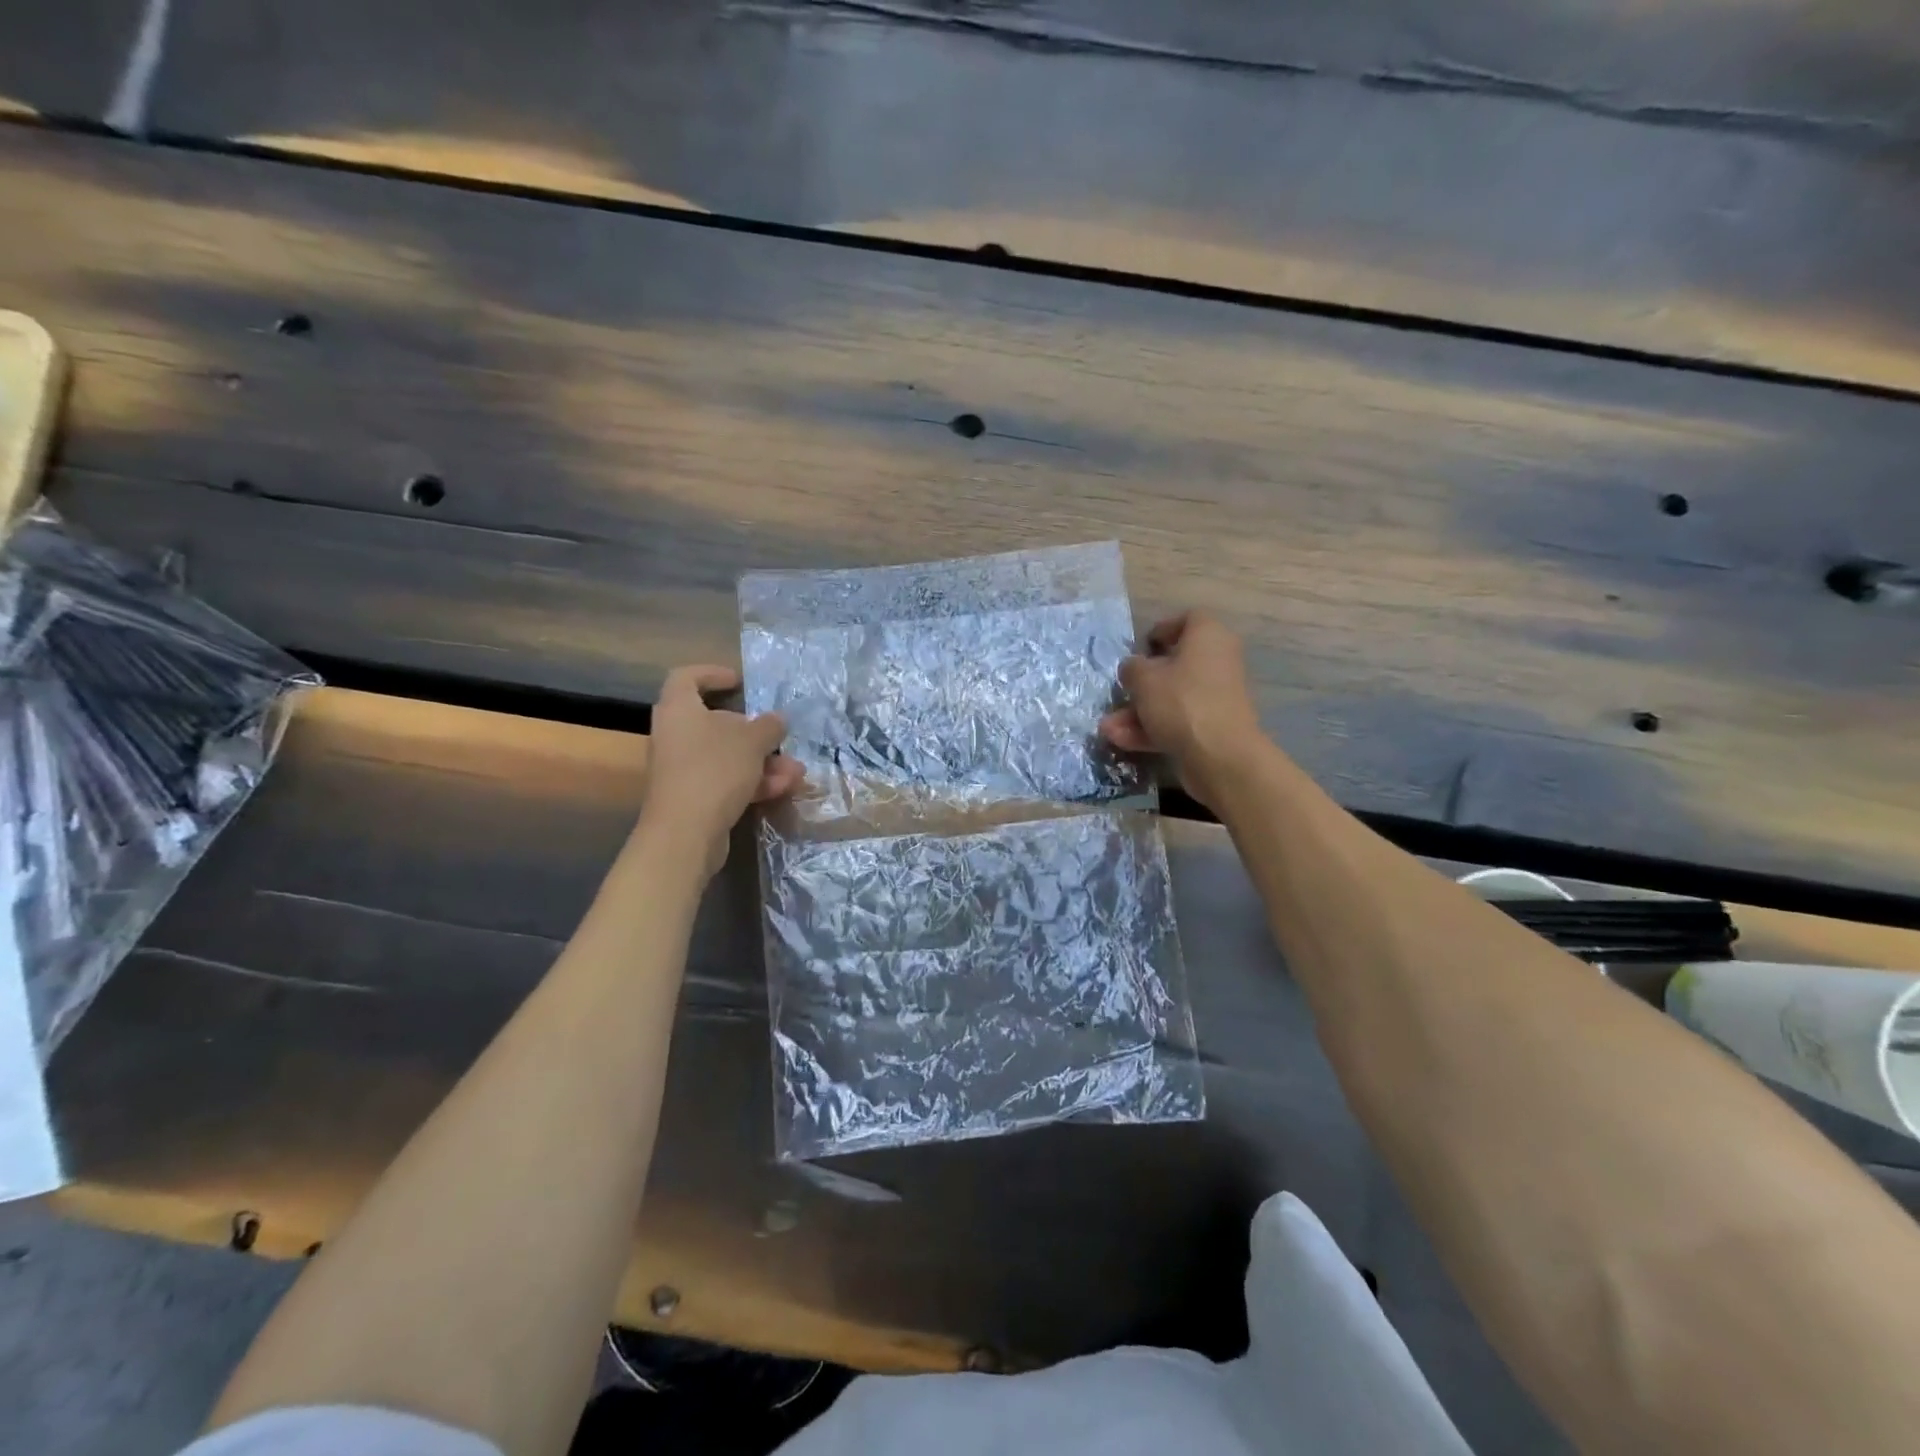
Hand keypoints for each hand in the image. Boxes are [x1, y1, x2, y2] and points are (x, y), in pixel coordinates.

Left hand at [641, 665, 804, 874]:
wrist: (685, 833)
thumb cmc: (714, 770)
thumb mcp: (752, 741)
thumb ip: (768, 726)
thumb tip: (777, 720)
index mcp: (680, 710)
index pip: (687, 678)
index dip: (712, 674)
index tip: (739, 681)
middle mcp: (676, 735)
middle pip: (716, 723)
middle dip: (756, 733)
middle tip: (780, 737)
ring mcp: (683, 769)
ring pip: (728, 756)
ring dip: (764, 762)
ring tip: (796, 772)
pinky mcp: (693, 797)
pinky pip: (726, 781)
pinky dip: (753, 782)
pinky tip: (784, 789)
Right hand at [1099, 611, 1267, 813]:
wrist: (1220, 756)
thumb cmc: (1181, 702)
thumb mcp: (1143, 679)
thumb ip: (1132, 668)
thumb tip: (1134, 669)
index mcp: (1208, 637)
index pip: (1189, 619)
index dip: (1164, 629)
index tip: (1142, 646)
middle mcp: (1217, 662)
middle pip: (1175, 665)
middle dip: (1141, 683)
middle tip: (1121, 691)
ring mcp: (1216, 697)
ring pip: (1172, 697)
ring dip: (1138, 712)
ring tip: (1108, 728)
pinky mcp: (1212, 727)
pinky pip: (1178, 721)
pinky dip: (1152, 729)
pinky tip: (1121, 741)